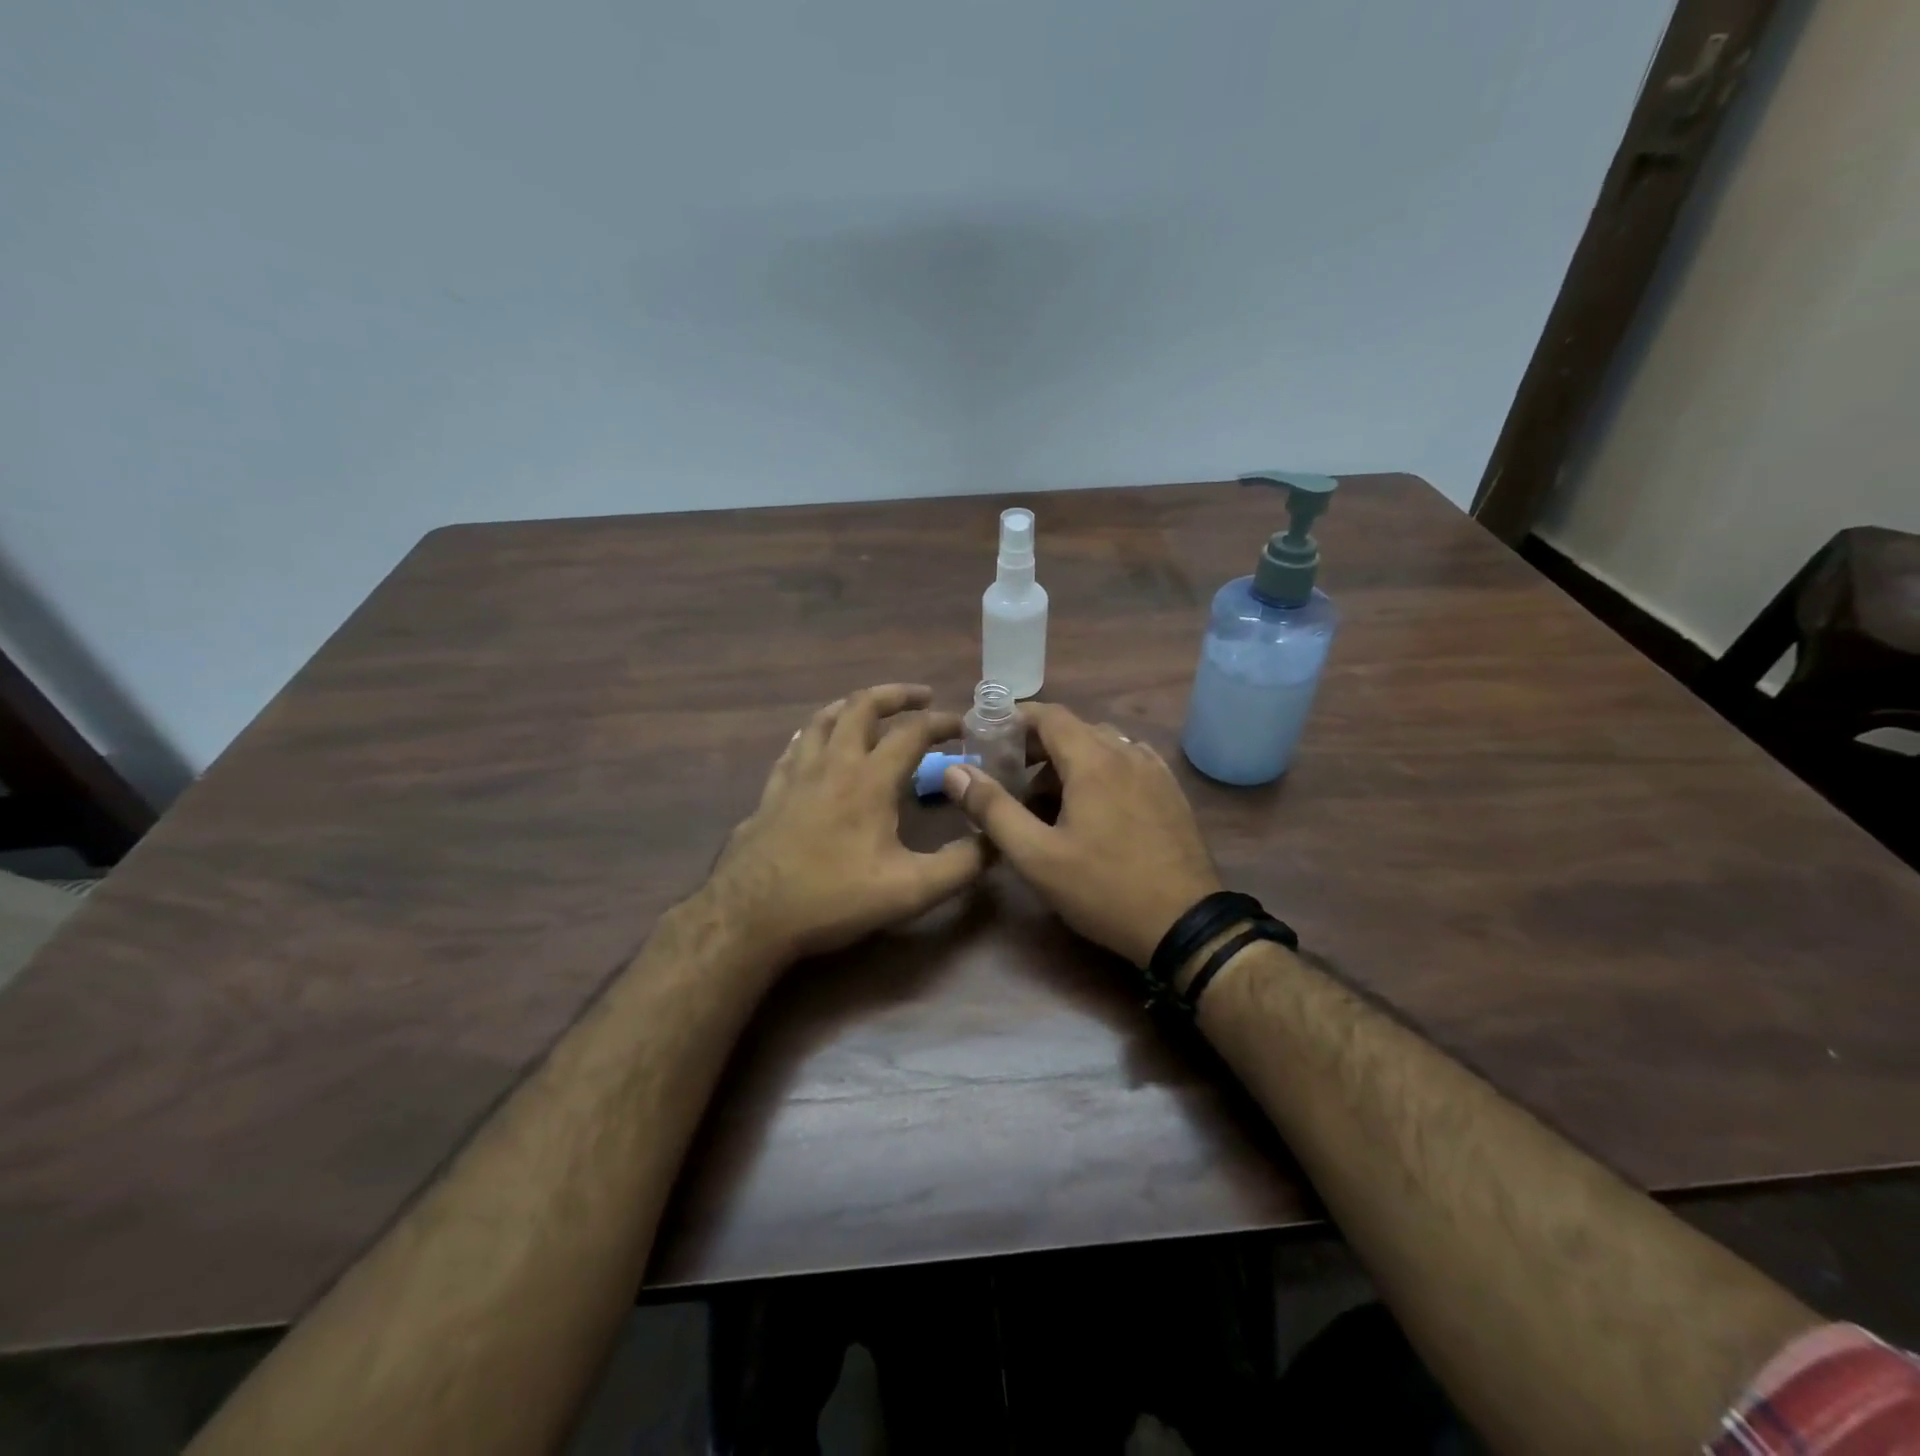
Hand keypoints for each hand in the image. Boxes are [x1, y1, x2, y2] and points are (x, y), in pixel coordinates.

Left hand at [706, 684, 985, 962]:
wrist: (751, 916)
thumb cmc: (833, 898)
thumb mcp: (910, 890)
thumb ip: (960, 865)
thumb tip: (995, 840)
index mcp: (869, 780)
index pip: (912, 732)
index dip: (942, 722)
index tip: (963, 725)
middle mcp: (832, 764)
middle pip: (862, 707)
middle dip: (895, 695)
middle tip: (921, 696)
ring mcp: (795, 775)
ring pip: (823, 720)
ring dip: (853, 706)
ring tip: (871, 708)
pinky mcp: (770, 793)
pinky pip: (794, 747)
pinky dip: (815, 734)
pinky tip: (815, 745)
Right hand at [944, 702, 1221, 966]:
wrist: (1186, 925)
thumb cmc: (1104, 888)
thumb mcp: (1037, 856)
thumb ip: (993, 809)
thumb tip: (956, 772)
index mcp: (1094, 760)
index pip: (1049, 715)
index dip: (1015, 721)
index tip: (989, 739)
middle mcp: (1127, 753)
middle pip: (1075, 730)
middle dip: (1038, 747)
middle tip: (1011, 778)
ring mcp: (1155, 772)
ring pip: (1103, 747)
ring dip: (1070, 761)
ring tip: (1048, 801)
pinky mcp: (1171, 793)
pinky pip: (1129, 764)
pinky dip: (1102, 772)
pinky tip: (1094, 808)